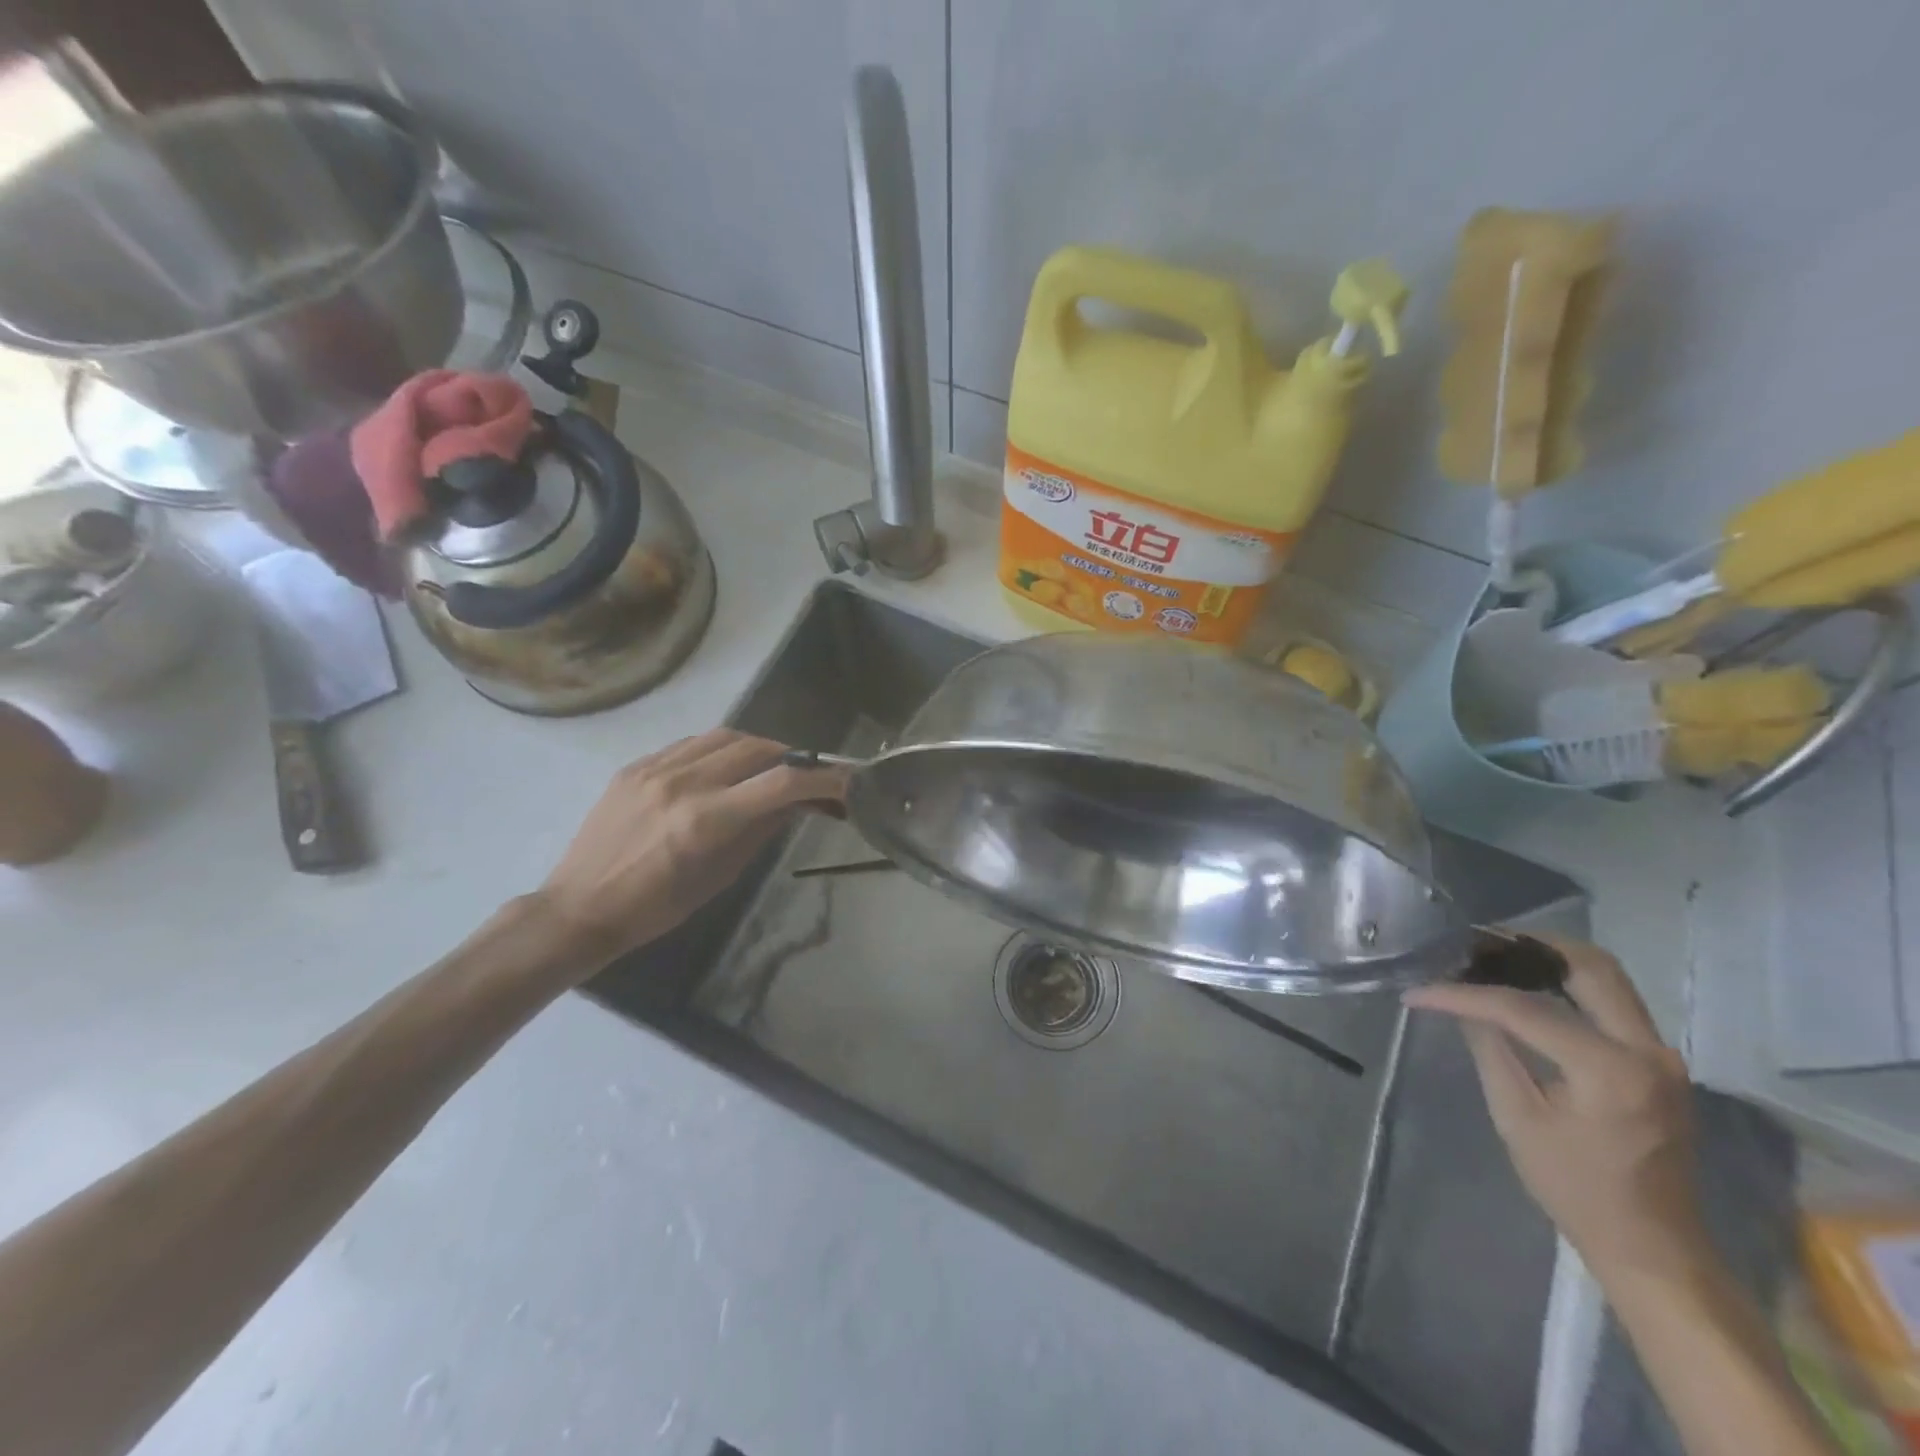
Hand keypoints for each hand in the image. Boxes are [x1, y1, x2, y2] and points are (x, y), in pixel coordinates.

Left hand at [536, 729, 843, 970]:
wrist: (579, 908)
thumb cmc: (656, 908)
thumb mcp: (720, 876)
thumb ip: (760, 831)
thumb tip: (795, 802)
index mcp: (707, 820)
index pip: (782, 783)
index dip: (824, 779)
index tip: (846, 782)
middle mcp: (683, 783)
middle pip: (757, 748)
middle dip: (792, 758)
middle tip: (807, 775)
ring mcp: (655, 769)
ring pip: (724, 736)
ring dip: (758, 747)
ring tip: (769, 766)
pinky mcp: (635, 766)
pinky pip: (690, 744)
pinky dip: (718, 750)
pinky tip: (722, 768)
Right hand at [1404, 936, 1706, 1283]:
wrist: (1654, 1247)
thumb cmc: (1576, 1189)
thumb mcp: (1517, 1117)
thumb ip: (1490, 1048)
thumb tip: (1459, 1003)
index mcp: (1610, 1070)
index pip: (1523, 1008)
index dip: (1463, 994)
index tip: (1419, 991)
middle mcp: (1648, 1051)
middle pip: (1589, 966)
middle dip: (1525, 946)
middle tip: (1471, 943)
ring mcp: (1661, 1054)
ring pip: (1606, 976)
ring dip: (1548, 958)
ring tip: (1492, 957)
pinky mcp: (1658, 1062)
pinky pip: (1611, 1001)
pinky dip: (1566, 982)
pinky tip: (1525, 985)